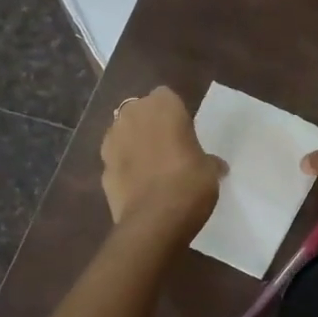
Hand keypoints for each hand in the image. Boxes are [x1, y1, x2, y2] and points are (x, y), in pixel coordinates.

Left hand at [101, 87, 223, 230]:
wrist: (154, 220)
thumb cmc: (190, 182)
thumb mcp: (210, 169)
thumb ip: (208, 160)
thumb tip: (216, 165)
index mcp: (162, 106)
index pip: (166, 96)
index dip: (174, 112)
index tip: (184, 130)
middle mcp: (132, 115)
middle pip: (140, 112)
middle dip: (150, 124)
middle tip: (169, 146)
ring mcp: (111, 141)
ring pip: (124, 134)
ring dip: (134, 144)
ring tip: (152, 166)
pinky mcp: (101, 168)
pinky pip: (117, 161)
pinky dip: (125, 168)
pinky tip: (140, 185)